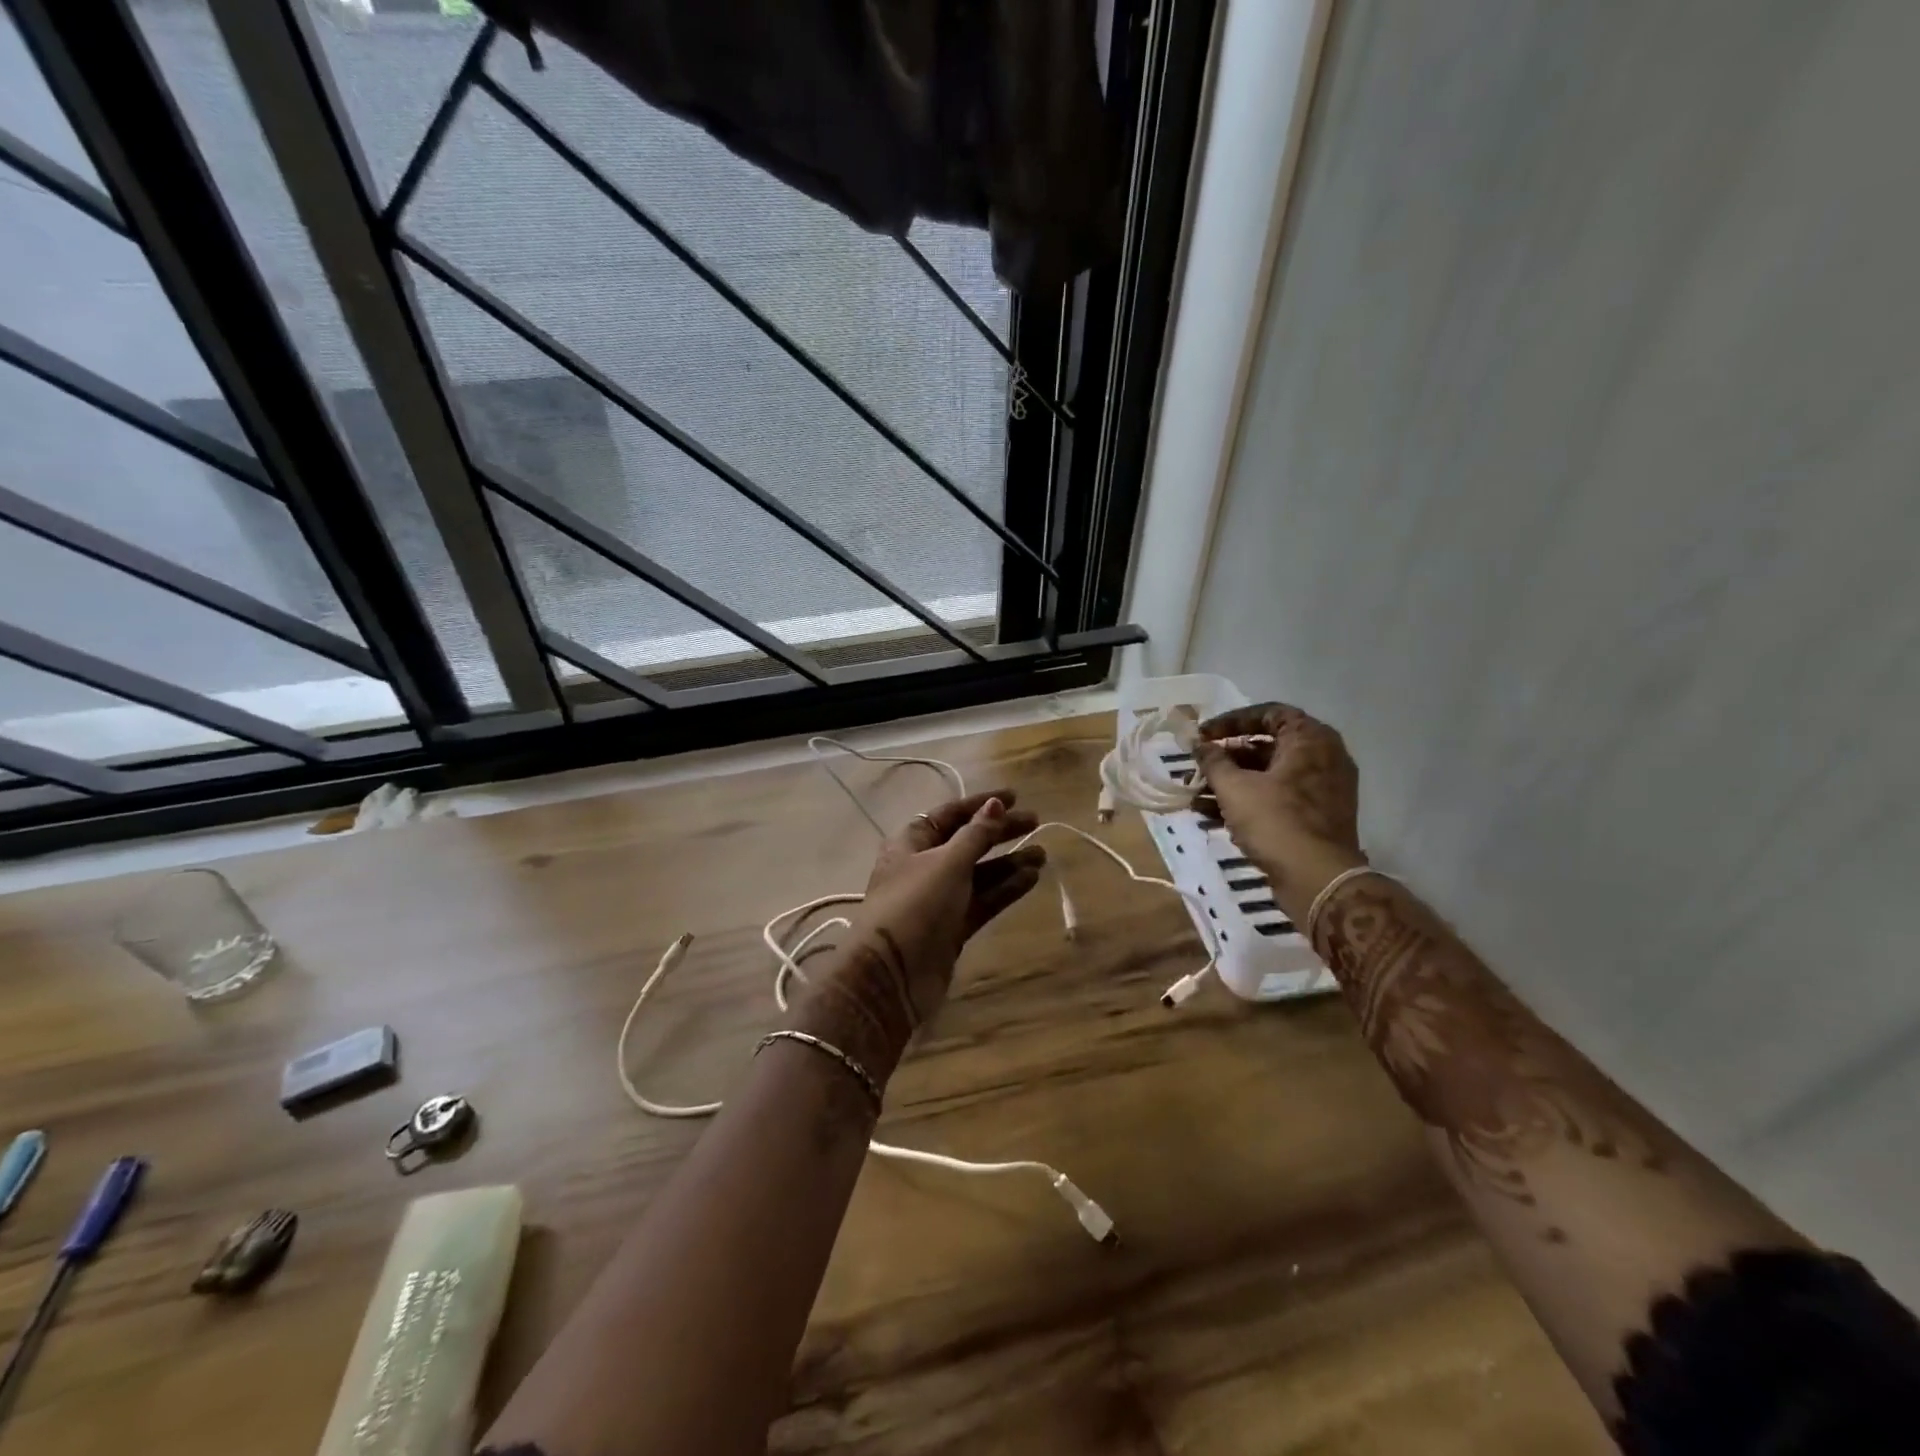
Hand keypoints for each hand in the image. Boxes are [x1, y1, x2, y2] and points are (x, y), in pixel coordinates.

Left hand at [803, 792, 1044, 1079]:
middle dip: (999, 832)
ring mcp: (938, 898)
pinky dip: (1005, 889)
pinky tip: (1031, 879)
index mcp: (911, 843)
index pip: (950, 814)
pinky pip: (982, 900)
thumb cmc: (915, 905)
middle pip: (967, 842)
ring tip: (1042, 854)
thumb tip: (996, 804)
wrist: (892, 974)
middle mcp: (924, 866)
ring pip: (979, 874)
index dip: (981, 804)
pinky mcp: (952, 927)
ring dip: (1008, 863)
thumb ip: (976, 835)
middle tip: (1036, 823)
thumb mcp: (947, 863)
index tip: (1014, 797)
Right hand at [1193, 704, 1364, 902]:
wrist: (1318, 879)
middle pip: (1267, 747)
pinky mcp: (1317, 818)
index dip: (1231, 721)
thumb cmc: (1276, 821)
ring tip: (1194, 796)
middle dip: (1226, 758)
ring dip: (1230, 783)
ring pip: (1269, 777)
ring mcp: (1323, 790)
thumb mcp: (1234, 787)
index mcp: (1311, 739)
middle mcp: (1324, 758)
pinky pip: (1277, 799)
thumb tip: (1199, 744)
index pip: (1269, 713)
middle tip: (1197, 767)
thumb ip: (1213, 760)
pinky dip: (1247, 803)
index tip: (1203, 736)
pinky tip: (1210, 816)